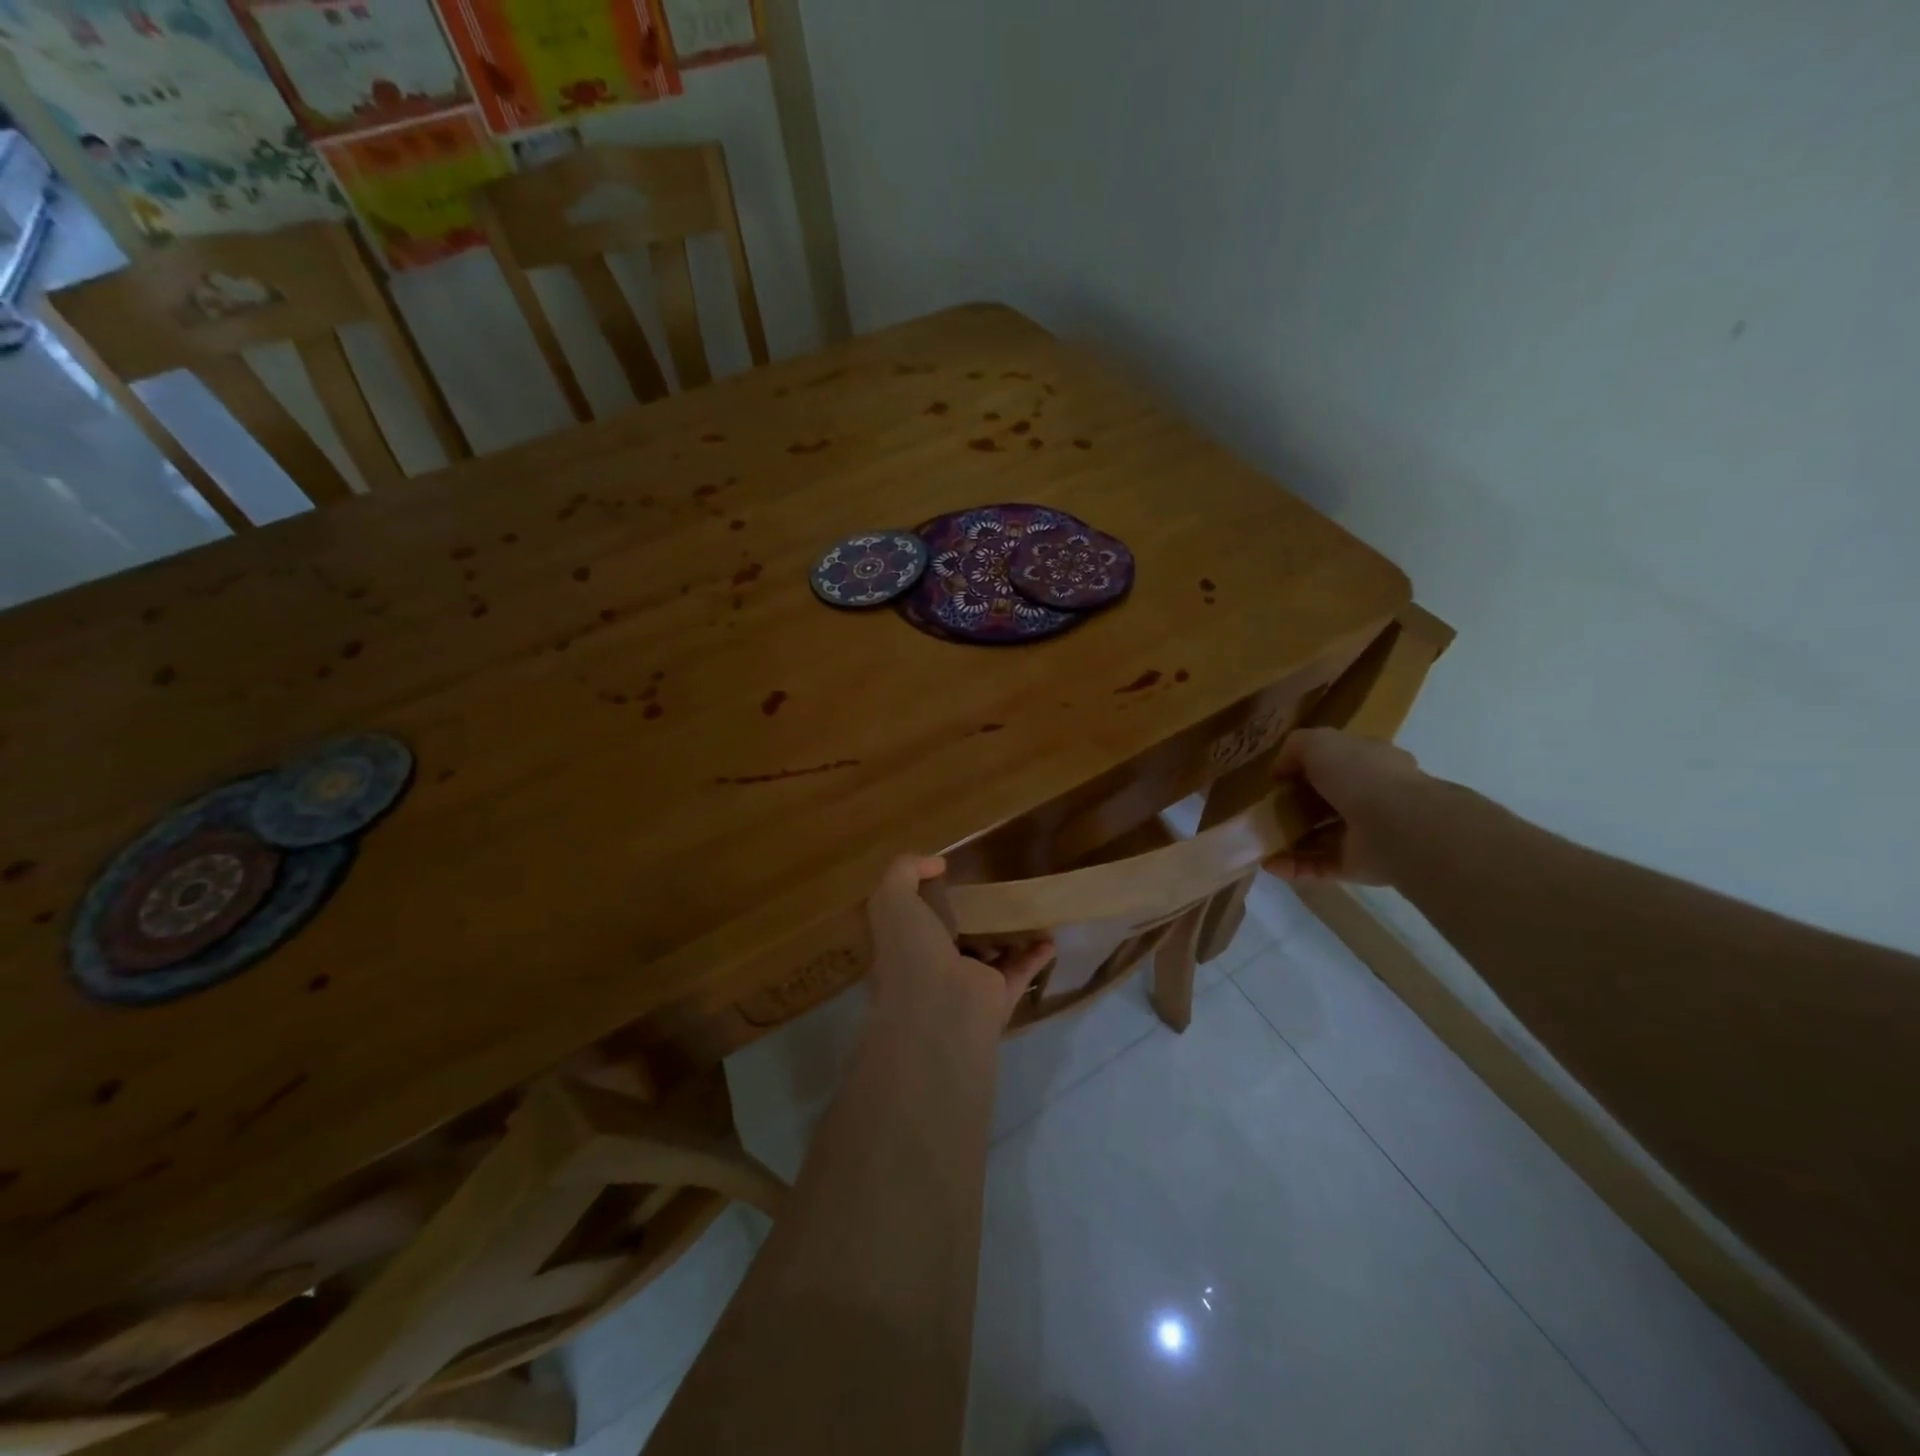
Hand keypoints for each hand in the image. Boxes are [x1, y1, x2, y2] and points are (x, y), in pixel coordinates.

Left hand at [865, 856, 1054, 1037]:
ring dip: (1005, 937)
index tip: (947, 874)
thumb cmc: (910, 951)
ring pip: (987, 955)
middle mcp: (932, 966)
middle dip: (967, 917)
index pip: (912, 920)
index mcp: (903, 945)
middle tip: (990, 890)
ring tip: (1024, 912)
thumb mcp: (892, 899)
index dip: (925, 897)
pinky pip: (1019, 971)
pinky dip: (1035, 956)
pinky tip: (1049, 938)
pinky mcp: (997, 997)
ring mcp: (966, 984)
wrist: (940, 1009)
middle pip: (952, 937)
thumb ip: (904, 872)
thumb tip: (936, 863)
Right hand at [1264, 728, 1427, 885]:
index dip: (1304, 769)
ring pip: (1320, 836)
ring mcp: (1365, 834)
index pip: (1335, 764)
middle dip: (1293, 808)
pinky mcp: (1357, 865)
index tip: (1277, 780)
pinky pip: (1319, 865)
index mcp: (1368, 763)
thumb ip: (1295, 748)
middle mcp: (1370, 797)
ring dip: (1288, 840)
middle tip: (1265, 812)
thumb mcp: (1318, 742)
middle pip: (1325, 802)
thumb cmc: (1359, 774)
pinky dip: (1293, 865)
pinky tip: (1268, 864)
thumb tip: (1280, 772)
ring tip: (1259, 841)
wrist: (1398, 825)